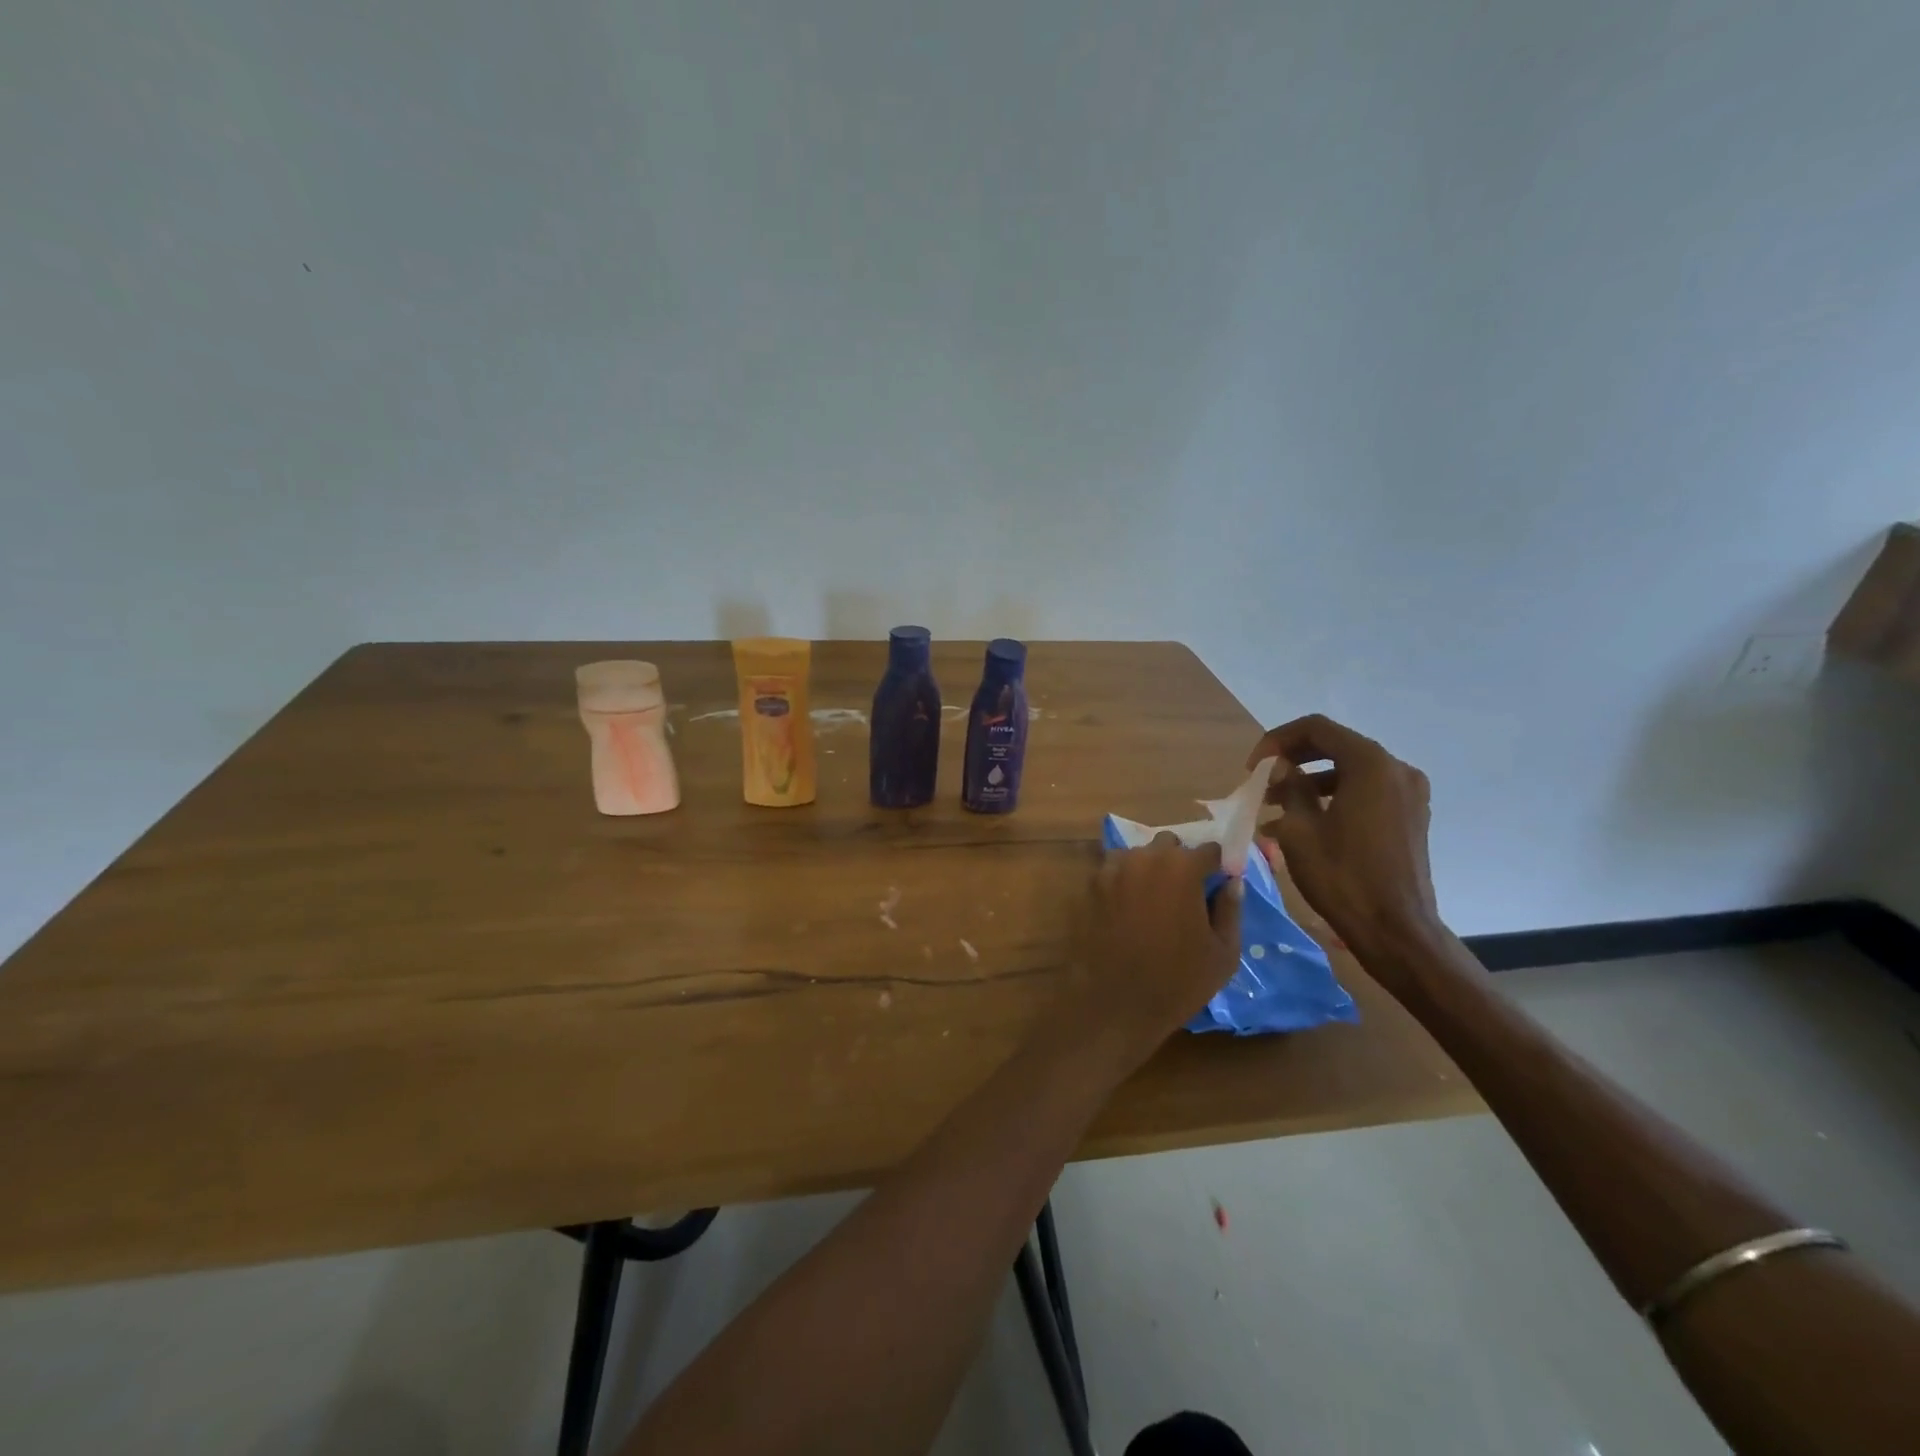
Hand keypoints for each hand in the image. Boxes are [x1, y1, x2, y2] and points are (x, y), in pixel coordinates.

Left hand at [1069, 834, 1242, 1060]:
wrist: (1112, 1003)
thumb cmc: (1176, 982)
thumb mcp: (1223, 953)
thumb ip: (1231, 910)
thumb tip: (1233, 882)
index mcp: (1182, 868)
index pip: (1209, 850)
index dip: (1217, 866)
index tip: (1219, 883)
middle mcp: (1144, 858)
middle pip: (1169, 845)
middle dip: (1180, 862)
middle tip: (1185, 895)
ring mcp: (1111, 869)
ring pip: (1137, 856)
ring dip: (1148, 869)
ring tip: (1153, 903)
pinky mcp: (1088, 886)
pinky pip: (1113, 872)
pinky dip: (1123, 883)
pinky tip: (1127, 912)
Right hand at [1249, 714, 1441, 967]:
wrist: (1395, 930)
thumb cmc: (1342, 877)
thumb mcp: (1300, 830)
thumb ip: (1289, 787)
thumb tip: (1281, 767)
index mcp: (1370, 765)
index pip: (1317, 729)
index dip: (1277, 740)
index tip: (1253, 767)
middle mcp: (1396, 769)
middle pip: (1335, 746)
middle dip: (1293, 760)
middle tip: (1261, 783)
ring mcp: (1408, 794)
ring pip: (1349, 770)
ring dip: (1310, 781)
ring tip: (1275, 807)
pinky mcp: (1410, 816)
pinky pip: (1365, 791)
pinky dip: (1333, 797)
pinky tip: (1305, 824)